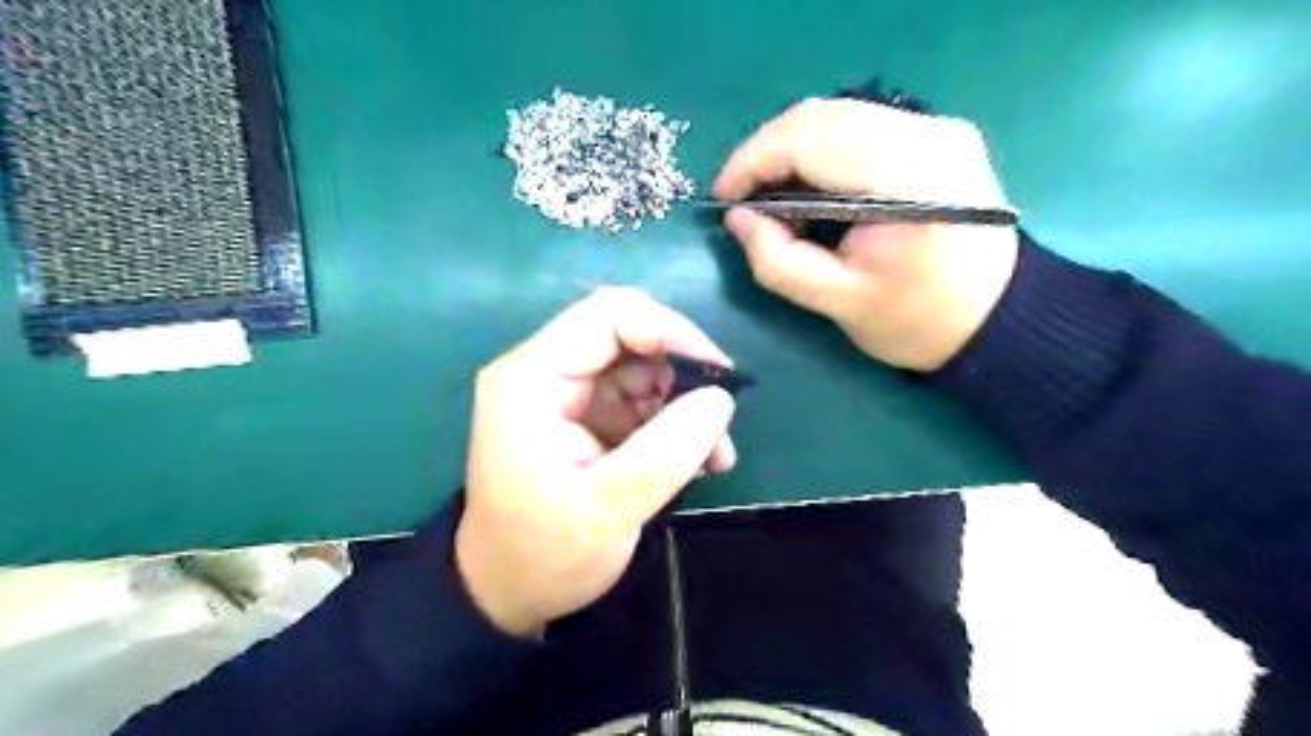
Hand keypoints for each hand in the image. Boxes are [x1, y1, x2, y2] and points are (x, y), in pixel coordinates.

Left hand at [456, 288, 736, 637]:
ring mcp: (565, 394)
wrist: (506, 593)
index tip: (717, 374)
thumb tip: (721, 398)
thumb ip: (668, 450)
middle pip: (629, 338)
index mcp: (532, 378)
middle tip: (719, 424)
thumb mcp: (609, 508)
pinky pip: (638, 400)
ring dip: (684, 405)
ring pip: (641, 370)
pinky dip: (672, 424)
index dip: (670, 331)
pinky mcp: (583, 417)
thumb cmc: (544, 554)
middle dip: (682, 376)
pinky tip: (696, 461)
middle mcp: (545, 372)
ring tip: (714, 456)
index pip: (608, 316)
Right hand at [717, 94, 1022, 370]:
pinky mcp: (937, 132)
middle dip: (765, 153)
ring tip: (768, 193)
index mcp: (909, 182)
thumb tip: (737, 218)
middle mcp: (928, 135)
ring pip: (836, 113)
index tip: (723, 197)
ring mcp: (937, 127)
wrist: (994, 316)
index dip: (753, 161)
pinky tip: (807, 184)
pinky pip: (858, 123)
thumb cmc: (916, 321)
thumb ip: (778, 262)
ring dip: (789, 148)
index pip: (810, 140)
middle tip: (741, 198)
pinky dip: (818, 148)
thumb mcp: (837, 304)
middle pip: (820, 116)